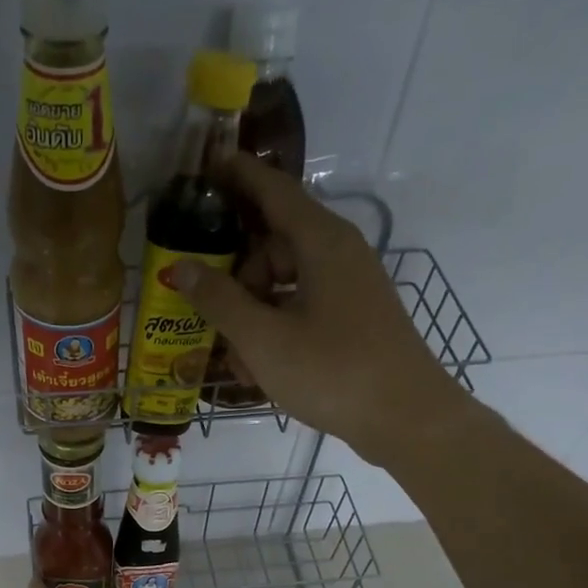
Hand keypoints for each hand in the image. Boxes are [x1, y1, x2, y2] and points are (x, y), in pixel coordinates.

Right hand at [173, 153, 470, 462]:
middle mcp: (338, 254)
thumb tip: (181, 266)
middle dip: (235, 274)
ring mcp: (348, 287)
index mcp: (321, 242)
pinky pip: (301, 308)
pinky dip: (275, 328)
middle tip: (206, 310)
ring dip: (251, 312)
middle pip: (272, 242)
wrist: (406, 419)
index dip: (236, 176)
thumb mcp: (263, 339)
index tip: (203, 167)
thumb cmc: (332, 371)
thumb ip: (219, 301)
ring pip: (283, 282)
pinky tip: (257, 368)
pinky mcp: (352, 318)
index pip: (272, 190)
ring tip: (233, 358)